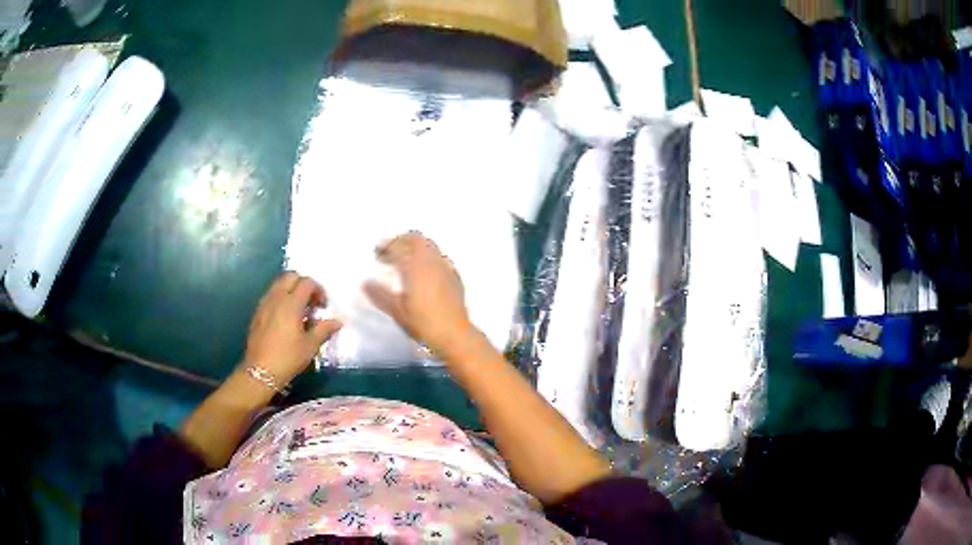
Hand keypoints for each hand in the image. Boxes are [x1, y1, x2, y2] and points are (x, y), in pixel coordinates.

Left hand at [242, 272, 341, 385]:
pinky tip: (286, 317)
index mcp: (291, 304)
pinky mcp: (257, 312)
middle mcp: (276, 298)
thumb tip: (337, 321)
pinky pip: (271, 295)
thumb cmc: (288, 358)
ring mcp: (264, 304)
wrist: (260, 371)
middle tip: (311, 302)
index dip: (318, 290)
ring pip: (278, 284)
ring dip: (291, 290)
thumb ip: (324, 329)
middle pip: (290, 276)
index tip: (323, 306)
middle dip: (303, 284)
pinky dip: (281, 298)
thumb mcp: (310, 346)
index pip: (307, 283)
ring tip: (299, 309)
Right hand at [365, 231, 475, 356]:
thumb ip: (380, 295)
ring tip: (404, 263)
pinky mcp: (455, 277)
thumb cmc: (424, 324)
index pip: (400, 245)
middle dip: (401, 242)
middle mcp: (433, 262)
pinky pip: (440, 258)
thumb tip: (365, 283)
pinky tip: (423, 274)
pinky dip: (428, 259)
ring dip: (415, 249)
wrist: (455, 335)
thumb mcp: (397, 311)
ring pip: (430, 247)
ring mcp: (447, 268)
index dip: (387, 245)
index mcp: (417, 267)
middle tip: (390, 254)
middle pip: (417, 240)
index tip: (378, 252)